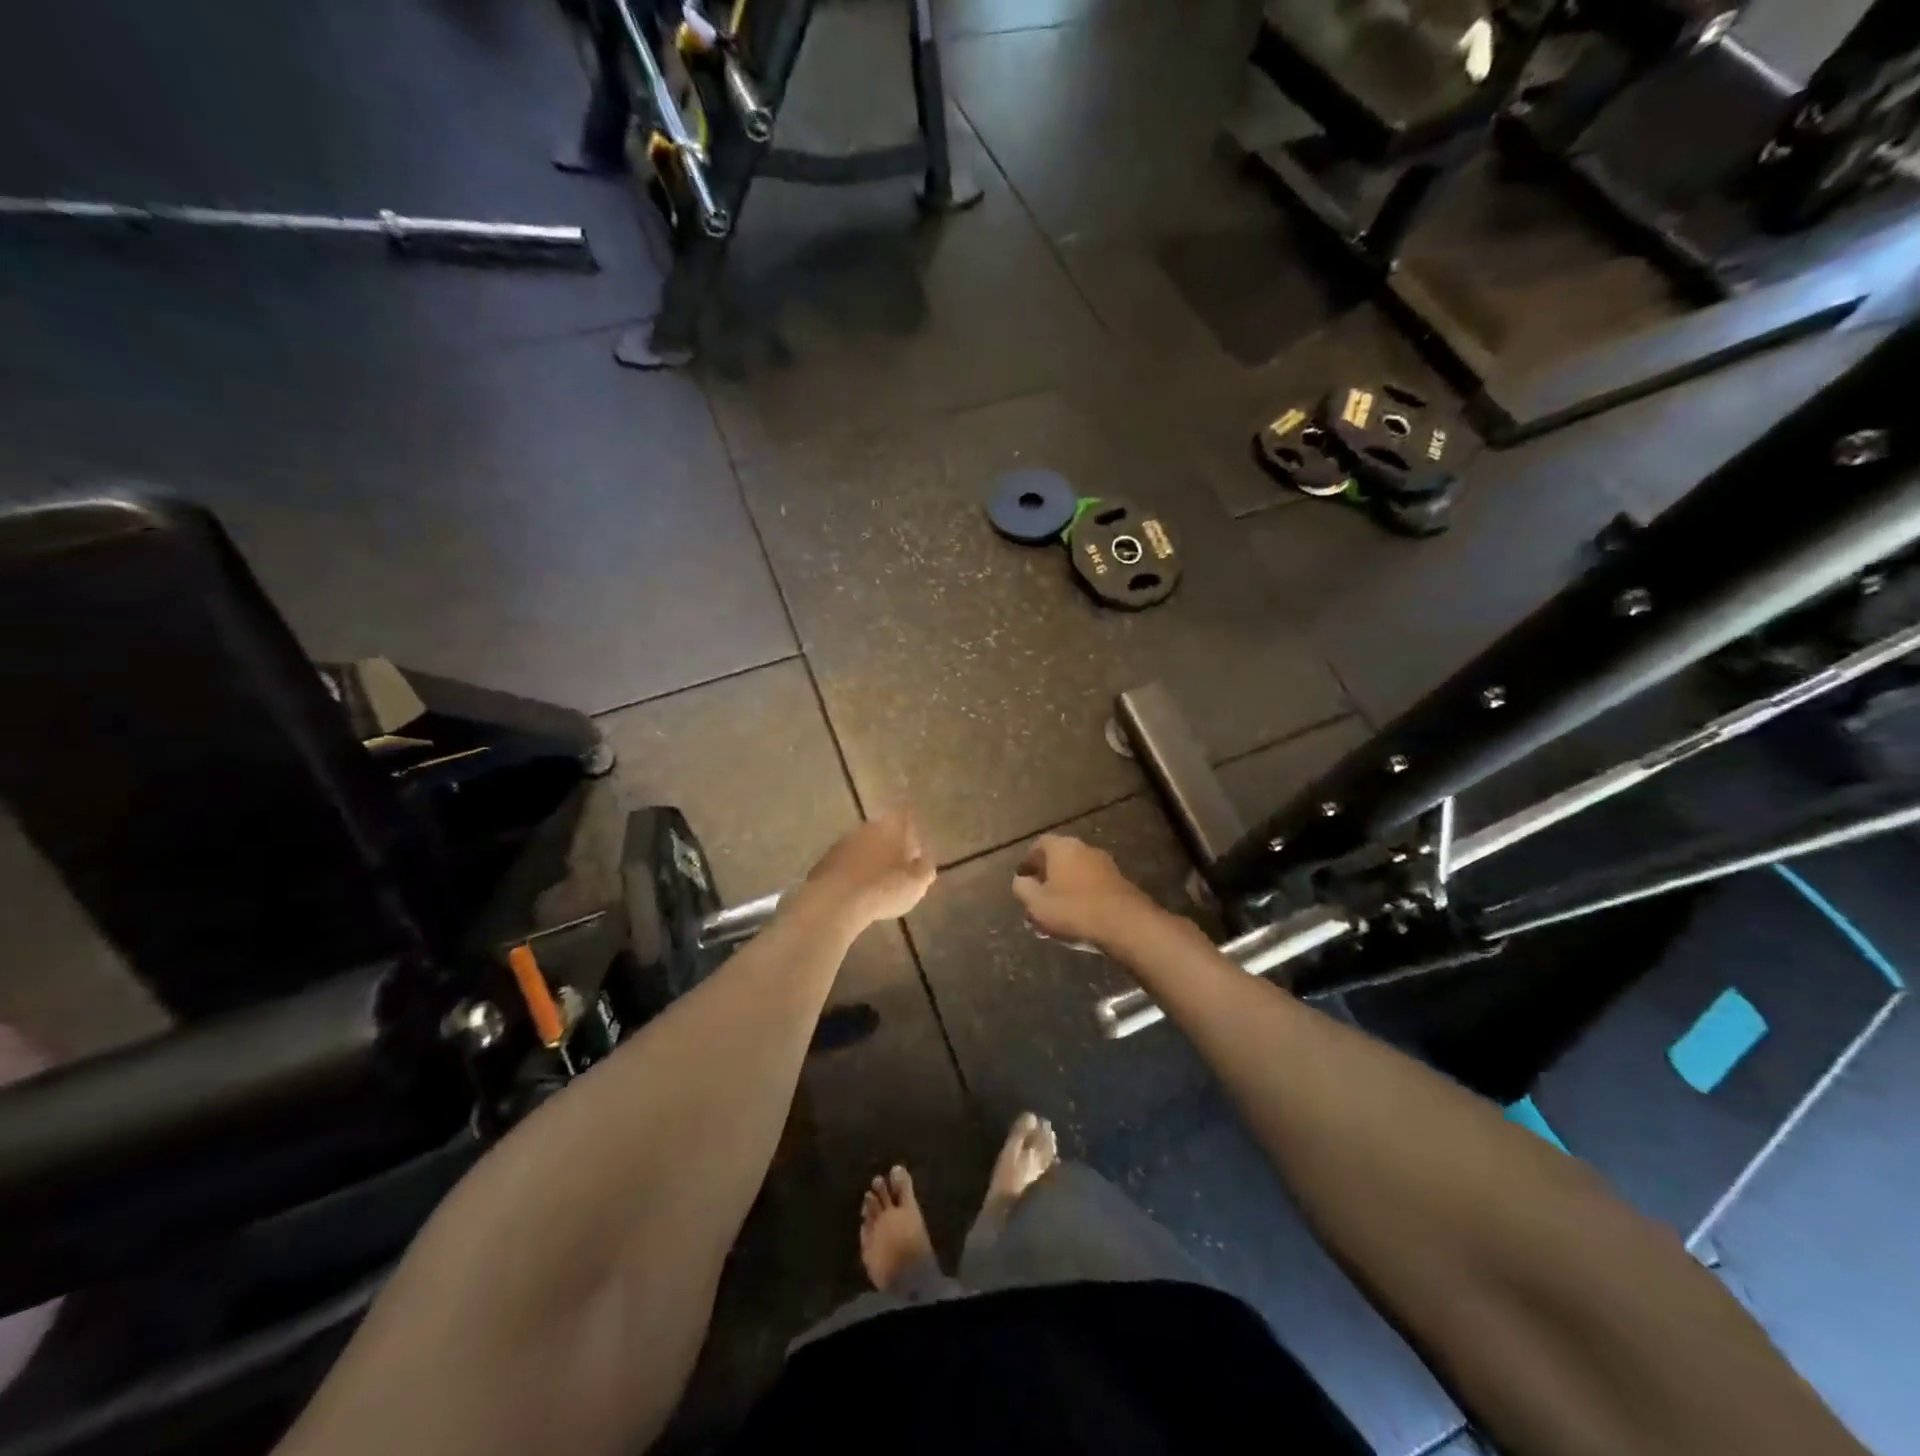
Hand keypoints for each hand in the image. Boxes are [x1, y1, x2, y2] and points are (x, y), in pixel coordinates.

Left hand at [801, 812, 935, 928]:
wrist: (834, 902)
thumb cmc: (883, 889)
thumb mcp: (917, 883)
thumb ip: (925, 868)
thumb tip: (925, 859)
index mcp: (890, 826)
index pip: (904, 817)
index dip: (912, 831)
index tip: (916, 849)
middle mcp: (865, 828)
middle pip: (882, 831)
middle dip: (891, 846)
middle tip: (899, 868)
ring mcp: (841, 844)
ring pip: (862, 847)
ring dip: (870, 860)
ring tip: (878, 884)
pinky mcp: (824, 862)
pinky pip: (846, 865)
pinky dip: (853, 874)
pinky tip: (857, 893)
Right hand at [1011, 835, 1160, 949]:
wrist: (1126, 924)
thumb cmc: (1074, 910)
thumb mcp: (1036, 903)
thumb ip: (1022, 888)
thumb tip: (1021, 880)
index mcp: (1062, 847)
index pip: (1039, 844)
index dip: (1028, 862)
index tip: (1022, 880)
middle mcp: (1084, 848)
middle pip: (1058, 859)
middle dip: (1046, 879)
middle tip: (1037, 900)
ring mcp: (1105, 864)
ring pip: (1076, 874)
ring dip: (1064, 890)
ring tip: (1056, 915)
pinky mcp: (1120, 882)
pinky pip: (1092, 886)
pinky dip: (1081, 897)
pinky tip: (1077, 918)